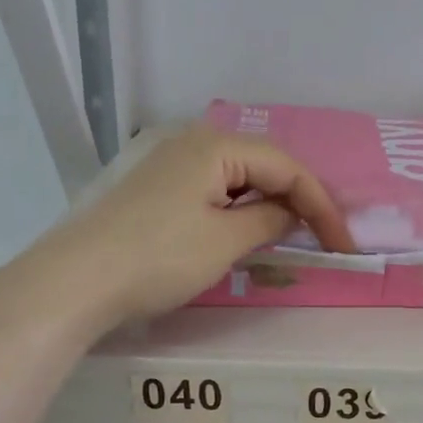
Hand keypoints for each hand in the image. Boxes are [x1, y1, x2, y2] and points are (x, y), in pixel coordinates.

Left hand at [60, 125, 355, 323]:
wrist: (78, 280)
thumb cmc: (159, 257)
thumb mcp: (225, 242)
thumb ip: (269, 222)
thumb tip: (291, 213)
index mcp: (217, 146)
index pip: (287, 168)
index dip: (322, 206)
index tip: (344, 245)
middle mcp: (193, 142)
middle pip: (263, 167)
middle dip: (298, 202)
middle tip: (323, 239)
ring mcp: (169, 163)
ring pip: (237, 179)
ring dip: (268, 207)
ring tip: (291, 238)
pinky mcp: (155, 188)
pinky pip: (212, 191)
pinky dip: (237, 211)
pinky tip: (244, 233)